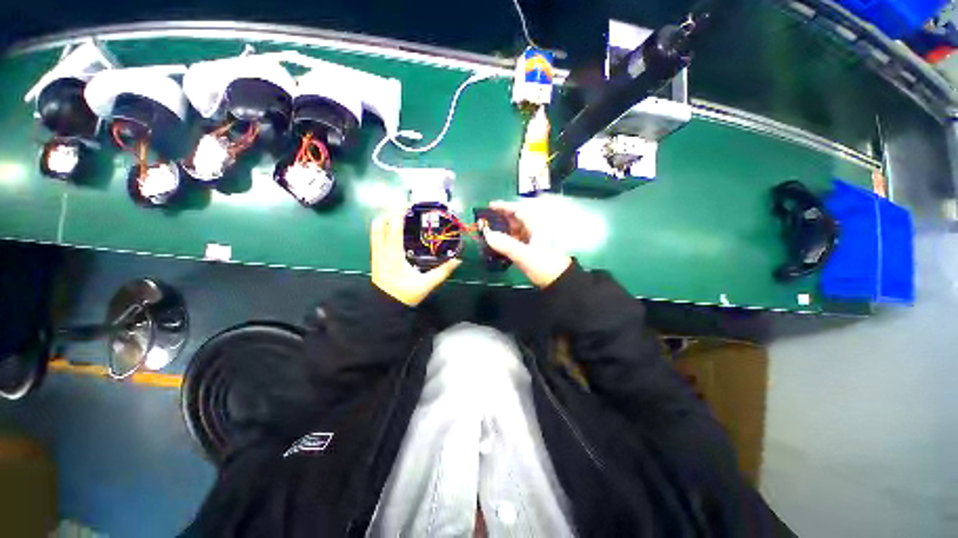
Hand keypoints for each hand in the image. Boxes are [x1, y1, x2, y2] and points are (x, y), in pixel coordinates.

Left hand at [370, 208, 461, 306]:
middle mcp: (382, 252)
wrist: (385, 308)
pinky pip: (375, 238)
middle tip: (405, 209)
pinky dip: (382, 228)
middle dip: (391, 212)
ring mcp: (376, 255)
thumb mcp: (427, 284)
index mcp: (394, 256)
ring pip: (374, 230)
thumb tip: (458, 261)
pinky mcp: (375, 258)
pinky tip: (392, 230)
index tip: (407, 204)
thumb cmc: (406, 296)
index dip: (398, 213)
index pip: (394, 228)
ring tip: (399, 216)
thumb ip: (443, 272)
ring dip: (385, 219)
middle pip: (380, 224)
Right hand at [481, 200, 571, 288]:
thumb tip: (488, 235)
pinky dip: (506, 240)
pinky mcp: (531, 250)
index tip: (490, 205)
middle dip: (501, 218)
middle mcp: (534, 231)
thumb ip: (506, 245)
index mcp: (535, 226)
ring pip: (515, 230)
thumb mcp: (524, 255)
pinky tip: (498, 245)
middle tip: (485, 221)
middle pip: (516, 219)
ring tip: (488, 233)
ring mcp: (533, 241)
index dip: (504, 206)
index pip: (518, 210)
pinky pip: (516, 241)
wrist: (559, 282)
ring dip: (503, 230)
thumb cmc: (544, 265)